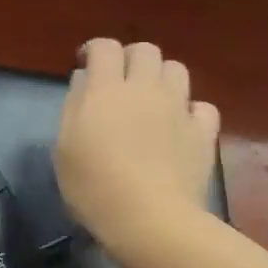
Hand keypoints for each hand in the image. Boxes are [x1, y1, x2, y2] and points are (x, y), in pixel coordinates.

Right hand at [54, 40, 219, 251]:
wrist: (151, 220)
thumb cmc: (93, 185)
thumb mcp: (64, 146)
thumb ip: (74, 105)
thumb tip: (84, 80)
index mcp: (106, 90)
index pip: (104, 47)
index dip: (93, 49)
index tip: (83, 64)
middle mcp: (145, 89)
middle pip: (145, 50)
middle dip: (130, 57)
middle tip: (117, 80)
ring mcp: (179, 109)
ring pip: (176, 70)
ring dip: (160, 77)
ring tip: (149, 99)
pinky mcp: (203, 133)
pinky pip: (202, 106)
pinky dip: (189, 109)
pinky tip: (178, 125)